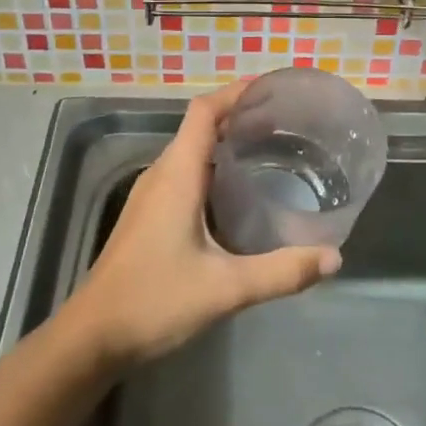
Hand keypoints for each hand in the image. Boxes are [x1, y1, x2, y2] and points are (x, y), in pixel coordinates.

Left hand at [67, 79, 340, 367]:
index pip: (204, 112)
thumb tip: (333, 257)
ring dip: (225, 143)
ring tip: (268, 150)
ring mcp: (150, 195)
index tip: (271, 88)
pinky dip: (212, 168)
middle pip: (199, 127)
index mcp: (177, 174)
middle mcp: (161, 174)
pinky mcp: (147, 216)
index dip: (235, 93)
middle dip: (239, 117)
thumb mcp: (225, 288)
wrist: (92, 337)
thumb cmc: (154, 300)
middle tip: (285, 123)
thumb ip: (281, 272)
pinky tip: (236, 194)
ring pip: (191, 152)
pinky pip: (184, 174)